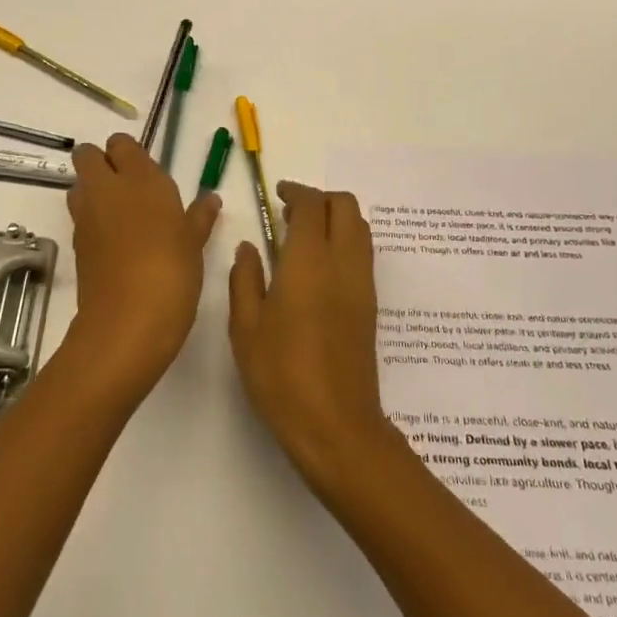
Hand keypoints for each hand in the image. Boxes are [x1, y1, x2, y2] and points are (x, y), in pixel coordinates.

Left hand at [62, 134, 220, 401]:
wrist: (127, 323)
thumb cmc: (172, 273)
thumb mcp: (194, 243)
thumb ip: (199, 216)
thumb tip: (210, 199)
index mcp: (140, 178)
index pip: (121, 143)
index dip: (129, 153)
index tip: (145, 171)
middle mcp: (107, 188)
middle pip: (88, 156)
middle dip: (101, 163)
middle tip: (127, 186)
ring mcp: (86, 216)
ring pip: (79, 185)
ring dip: (93, 191)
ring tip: (121, 214)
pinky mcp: (76, 244)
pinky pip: (80, 218)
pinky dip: (92, 221)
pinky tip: (116, 243)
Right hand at [228, 182, 400, 490]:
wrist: (336, 425)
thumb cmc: (281, 375)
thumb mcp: (246, 327)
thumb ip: (245, 279)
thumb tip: (250, 247)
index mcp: (309, 261)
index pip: (312, 205)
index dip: (295, 191)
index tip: (277, 194)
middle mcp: (344, 263)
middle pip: (346, 206)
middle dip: (320, 199)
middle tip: (290, 212)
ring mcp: (363, 284)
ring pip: (361, 228)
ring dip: (336, 218)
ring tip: (303, 237)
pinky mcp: (371, 305)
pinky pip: (363, 254)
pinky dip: (345, 241)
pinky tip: (318, 268)